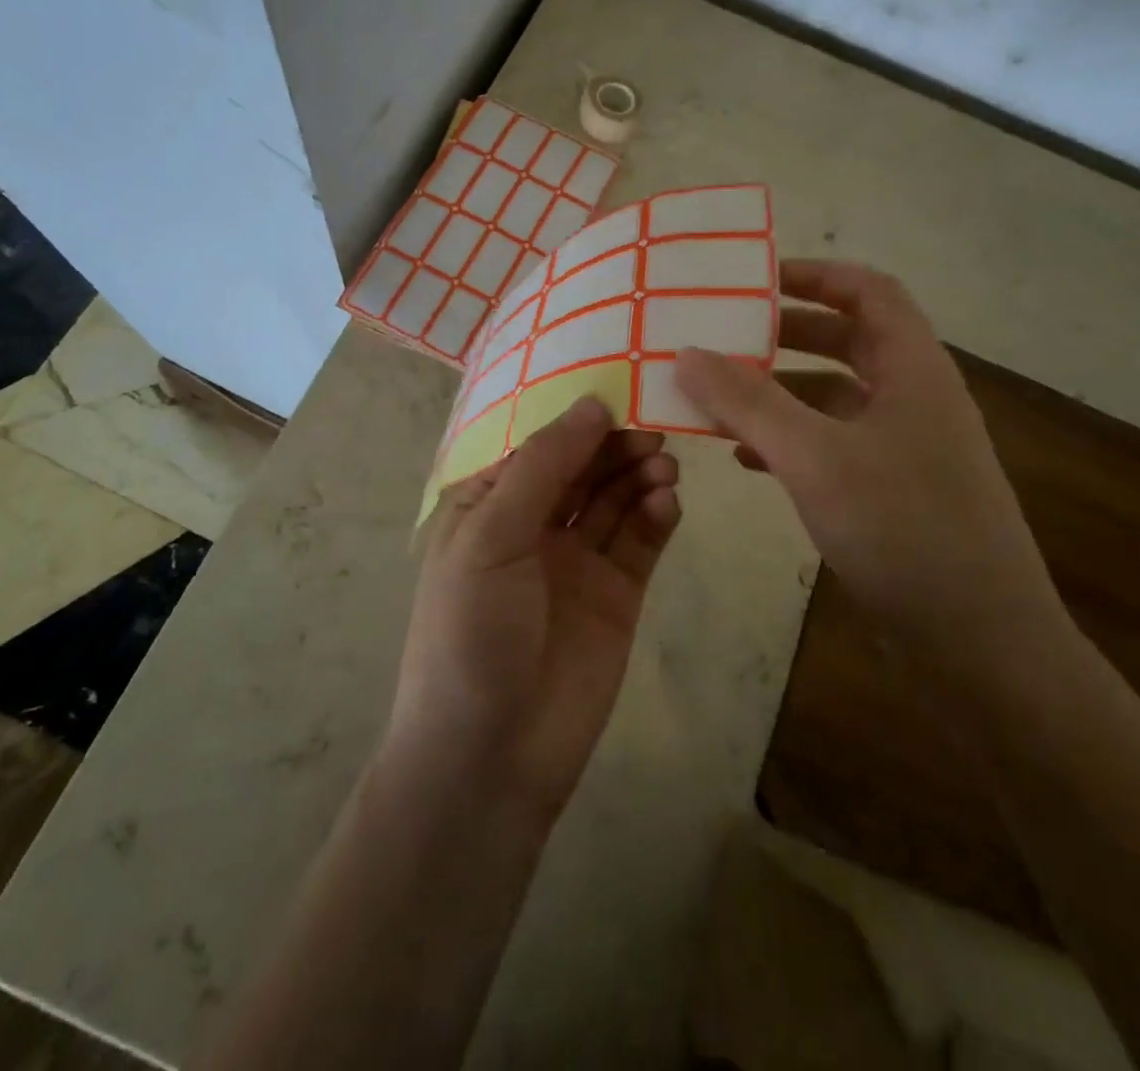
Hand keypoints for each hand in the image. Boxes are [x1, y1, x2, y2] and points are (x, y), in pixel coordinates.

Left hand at [387, 396, 682, 827]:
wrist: (489, 756)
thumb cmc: (471, 631)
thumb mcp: (490, 537)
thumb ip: (542, 467)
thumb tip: (592, 405)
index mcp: (489, 503)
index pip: (538, 441)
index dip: (576, 414)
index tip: (620, 382)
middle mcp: (534, 524)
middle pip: (583, 466)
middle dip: (615, 443)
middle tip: (654, 423)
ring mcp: (578, 560)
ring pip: (616, 498)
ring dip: (639, 474)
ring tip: (663, 465)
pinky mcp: (617, 595)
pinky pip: (641, 542)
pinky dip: (656, 516)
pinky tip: (668, 502)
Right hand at [674, 260, 1064, 675]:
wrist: (980, 646)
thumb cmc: (905, 531)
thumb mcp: (815, 458)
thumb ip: (748, 402)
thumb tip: (686, 352)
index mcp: (914, 371)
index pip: (869, 291)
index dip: (815, 274)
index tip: (753, 279)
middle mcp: (913, 399)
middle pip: (847, 341)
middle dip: (784, 334)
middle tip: (722, 335)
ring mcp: (905, 449)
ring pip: (833, 398)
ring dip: (778, 392)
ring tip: (717, 397)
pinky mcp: (891, 492)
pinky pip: (832, 445)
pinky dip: (789, 440)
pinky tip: (745, 459)